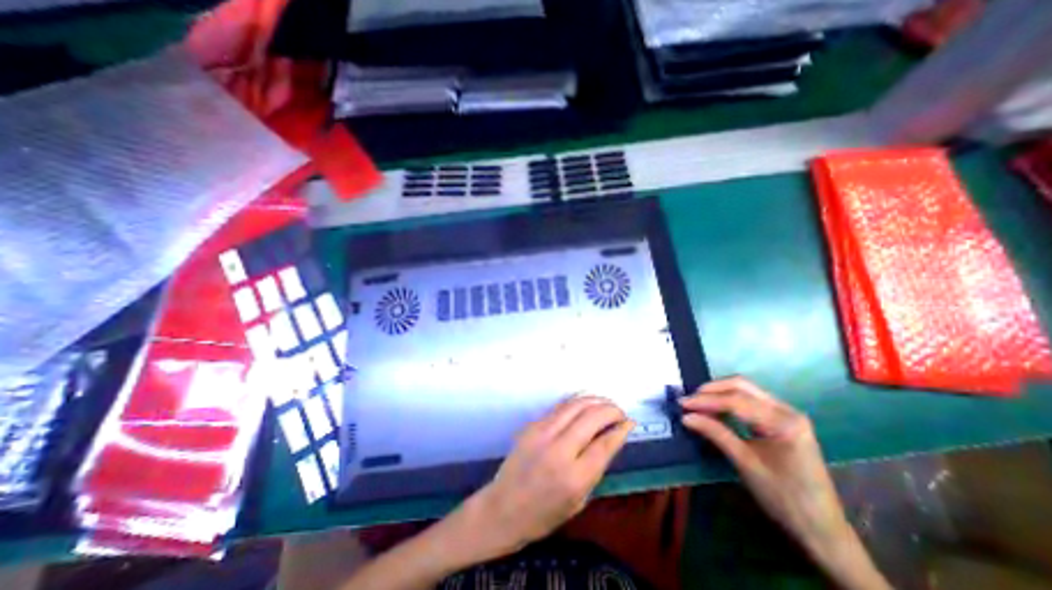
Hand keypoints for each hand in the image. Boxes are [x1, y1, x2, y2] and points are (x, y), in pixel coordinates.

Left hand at [453, 395, 630, 561]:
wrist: (503, 508)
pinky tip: (586, 401)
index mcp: (574, 477)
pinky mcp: (532, 425)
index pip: (605, 444)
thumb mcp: (579, 501)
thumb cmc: (544, 514)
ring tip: (606, 403)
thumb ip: (596, 468)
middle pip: (592, 417)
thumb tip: (611, 439)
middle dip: (611, 410)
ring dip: (595, 400)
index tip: (630, 422)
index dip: (621, 429)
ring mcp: (543, 433)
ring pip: (576, 405)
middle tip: (620, 412)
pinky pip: (560, 406)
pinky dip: (577, 401)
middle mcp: (559, 450)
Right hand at [678, 380, 847, 559]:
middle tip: (689, 400)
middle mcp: (787, 410)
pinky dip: (729, 399)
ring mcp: (787, 413)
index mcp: (784, 422)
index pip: (736, 401)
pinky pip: (750, 400)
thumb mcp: (745, 464)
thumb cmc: (784, 499)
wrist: (822, 530)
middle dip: (712, 390)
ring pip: (746, 389)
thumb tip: (685, 417)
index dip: (706, 400)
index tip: (682, 403)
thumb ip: (715, 434)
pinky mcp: (782, 419)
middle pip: (742, 386)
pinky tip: (716, 408)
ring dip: (719, 392)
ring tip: (698, 402)